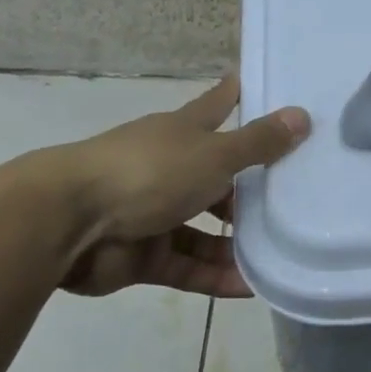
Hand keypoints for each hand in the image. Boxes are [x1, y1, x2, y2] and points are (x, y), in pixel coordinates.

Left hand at [39, 77, 309, 296]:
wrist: (68, 222)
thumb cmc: (148, 173)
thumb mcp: (213, 155)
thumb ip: (258, 143)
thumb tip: (302, 115)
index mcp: (181, 134)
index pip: (216, 107)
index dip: (235, 96)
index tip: (255, 84)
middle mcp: (169, 169)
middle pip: (217, 177)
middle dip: (250, 190)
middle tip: (295, 199)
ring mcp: (154, 214)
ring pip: (205, 229)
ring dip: (237, 243)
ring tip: (280, 253)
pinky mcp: (144, 255)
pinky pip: (189, 267)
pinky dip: (216, 277)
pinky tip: (251, 288)